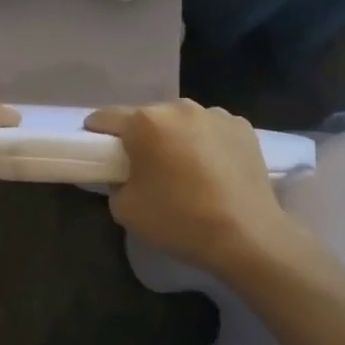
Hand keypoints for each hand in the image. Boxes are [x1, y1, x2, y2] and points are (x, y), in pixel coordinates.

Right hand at [86, 100, 305, 283]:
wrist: (248, 237)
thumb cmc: (179, 220)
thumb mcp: (125, 209)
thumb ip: (115, 182)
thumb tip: (124, 174)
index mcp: (146, 122)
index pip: (106, 117)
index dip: (97, 134)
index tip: (99, 153)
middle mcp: (179, 107)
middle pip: (147, 117)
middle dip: (141, 138)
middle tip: (145, 169)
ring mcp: (215, 114)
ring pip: (182, 122)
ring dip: (176, 139)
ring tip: (185, 172)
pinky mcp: (242, 127)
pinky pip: (211, 130)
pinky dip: (206, 144)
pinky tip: (213, 172)